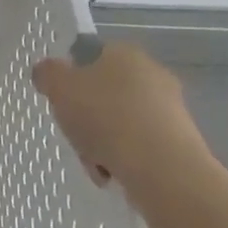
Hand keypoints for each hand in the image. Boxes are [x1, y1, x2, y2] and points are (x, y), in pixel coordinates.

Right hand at [31, 40, 208, 188]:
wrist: (162, 169)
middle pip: (104, 94)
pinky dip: (124, 160)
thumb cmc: (106, 117)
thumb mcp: (59, 88)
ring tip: (95, 165)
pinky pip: (139, 146)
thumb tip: (47, 71)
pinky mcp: (180, 141)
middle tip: (76, 136)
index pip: (90, 57)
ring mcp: (169, 108)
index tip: (62, 103)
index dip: (71, 80)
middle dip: (86, 118)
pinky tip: (115, 175)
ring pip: (120, 123)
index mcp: (124, 52)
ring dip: (103, 143)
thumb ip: (47, 74)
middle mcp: (151, 73)